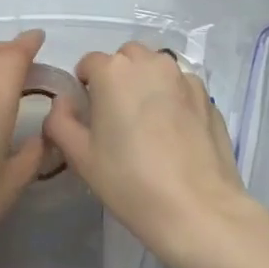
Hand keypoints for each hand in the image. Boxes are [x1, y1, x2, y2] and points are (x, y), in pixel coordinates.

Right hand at [44, 41, 256, 267]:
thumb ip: (60, 121)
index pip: (89, 63)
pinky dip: (172, 96)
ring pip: (156, 67)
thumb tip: (64, 103)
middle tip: (117, 116)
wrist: (198, 209)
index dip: (84, 87)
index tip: (89, 115)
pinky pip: (181, 85)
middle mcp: (150, 63)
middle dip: (117, 77)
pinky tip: (174, 131)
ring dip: (146, 82)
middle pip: (125, 58)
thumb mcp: (80, 156)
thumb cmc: (130, 182)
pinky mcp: (207, 96)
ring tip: (147, 121)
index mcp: (113, 71)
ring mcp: (183, 77)